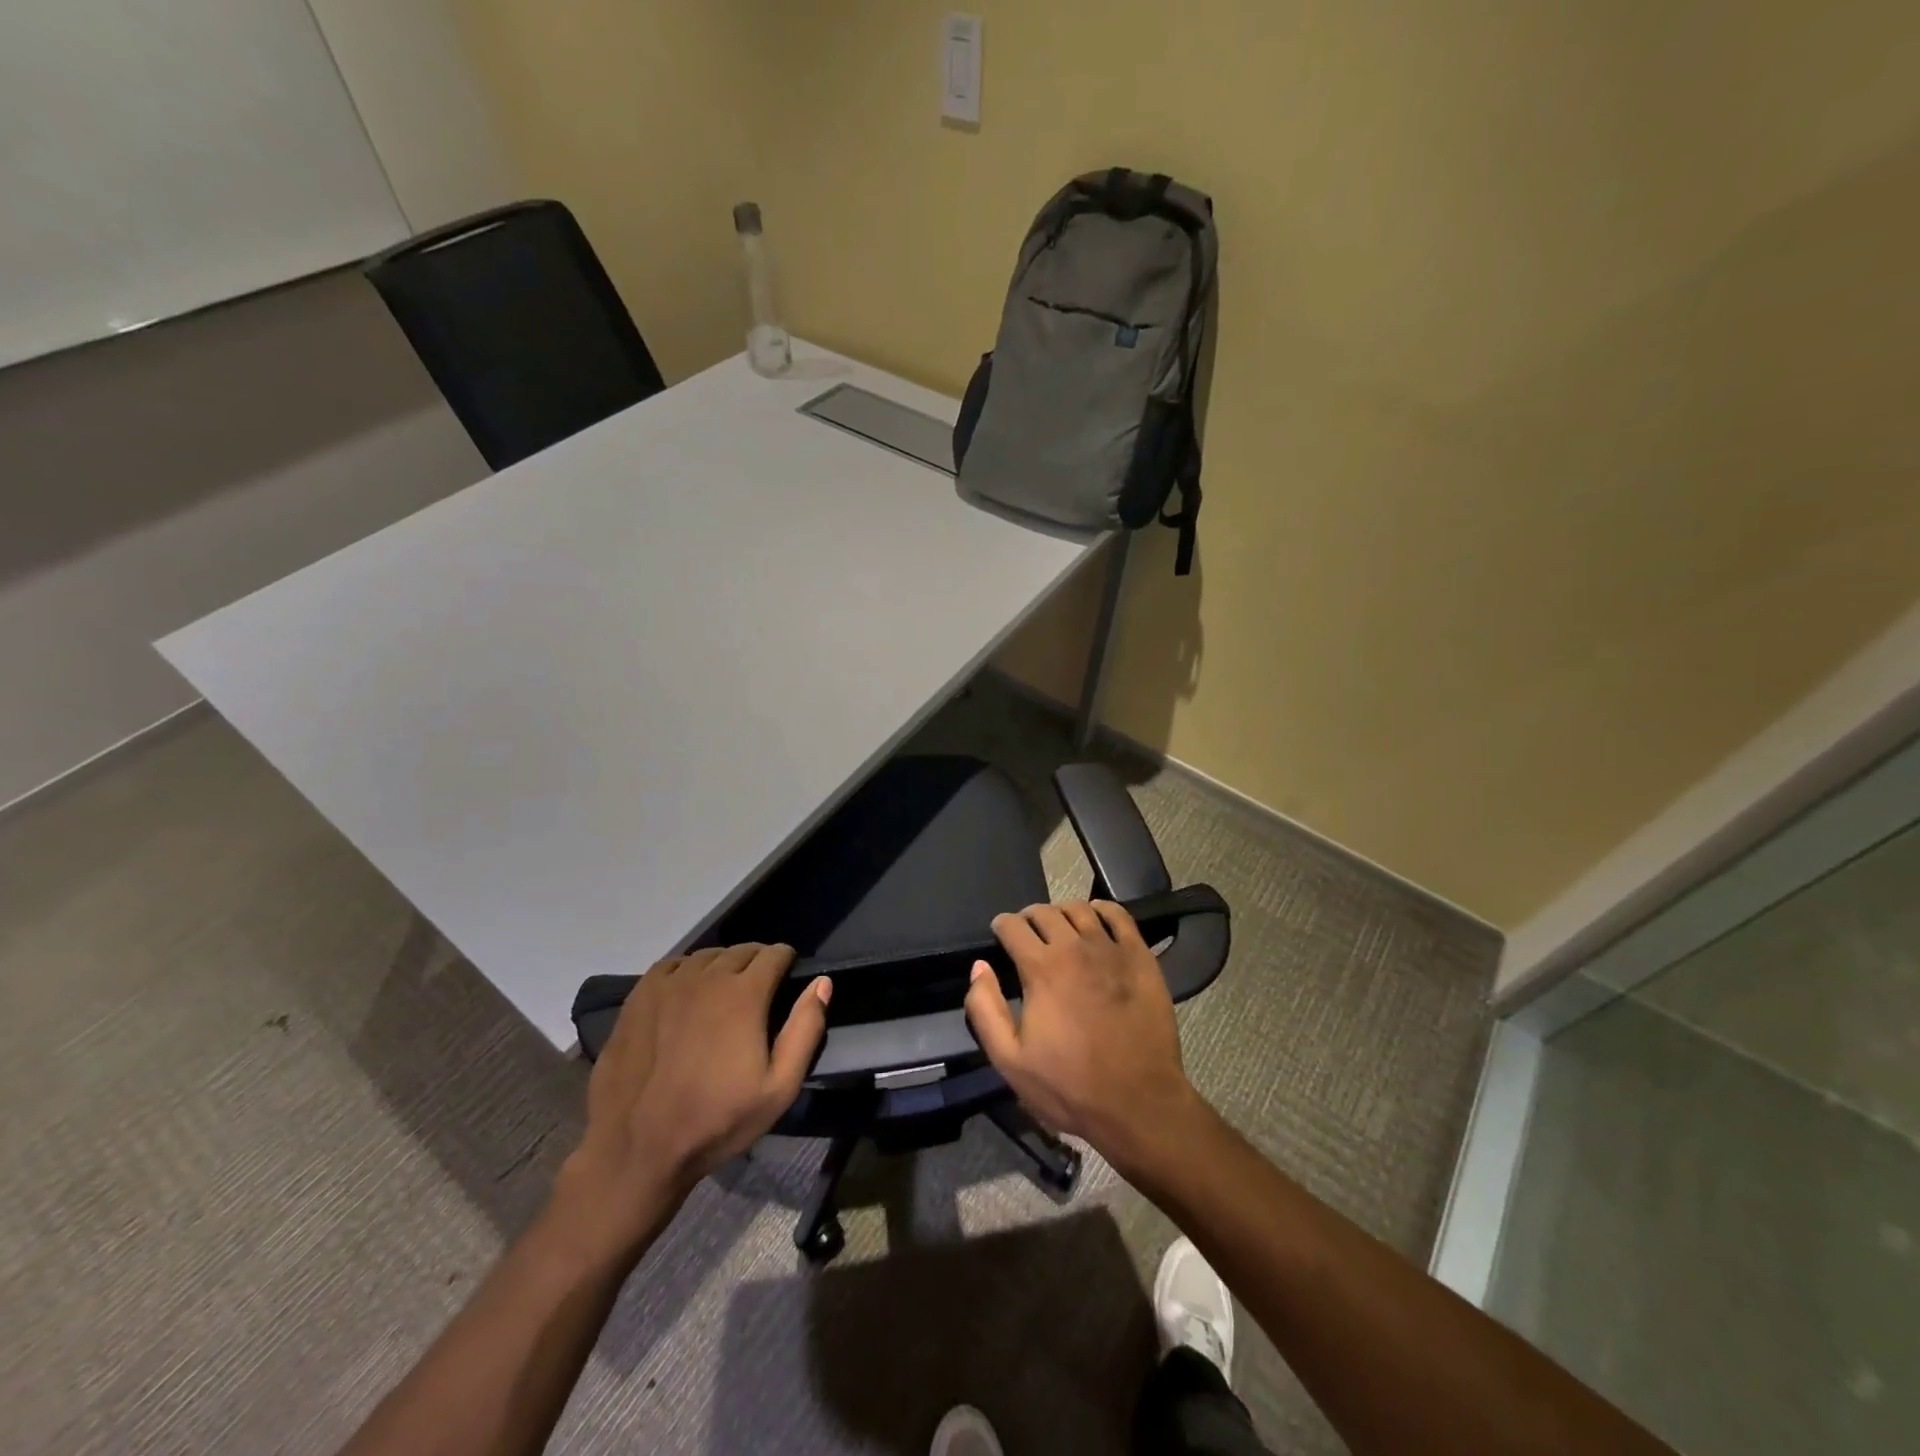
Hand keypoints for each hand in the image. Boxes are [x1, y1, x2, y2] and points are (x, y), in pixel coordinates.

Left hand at [561, 943, 830, 1246]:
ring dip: (722, 965)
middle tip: (760, 988)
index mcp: (744, 994)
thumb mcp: (779, 1087)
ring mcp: (668, 985)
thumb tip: (822, 982)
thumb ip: (805, 1029)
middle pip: (741, 951)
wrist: (638, 1149)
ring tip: (725, 990)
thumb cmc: (717, 1121)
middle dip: (756, 962)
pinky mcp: (638, 997)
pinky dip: (687, 970)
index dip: (786, 961)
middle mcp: (707, 977)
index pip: (774, 954)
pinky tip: (687, 992)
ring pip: (706, 956)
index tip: (788, 977)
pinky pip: (671, 966)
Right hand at [964, 901, 1200, 1175]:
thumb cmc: (1069, 1086)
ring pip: (1080, 909)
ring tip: (1059, 925)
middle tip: (1027, 932)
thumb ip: (985, 1009)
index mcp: (1041, 968)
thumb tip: (979, 967)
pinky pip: (1119, 916)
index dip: (1002, 925)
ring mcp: (1111, 949)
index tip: (1000, 933)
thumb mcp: (1010, 1060)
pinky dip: (1102, 908)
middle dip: (1029, 917)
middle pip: (1045, 912)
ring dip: (1062, 911)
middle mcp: (1075, 947)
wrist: (1139, 1103)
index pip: (1013, 926)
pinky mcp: (1140, 957)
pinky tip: (1096, 917)